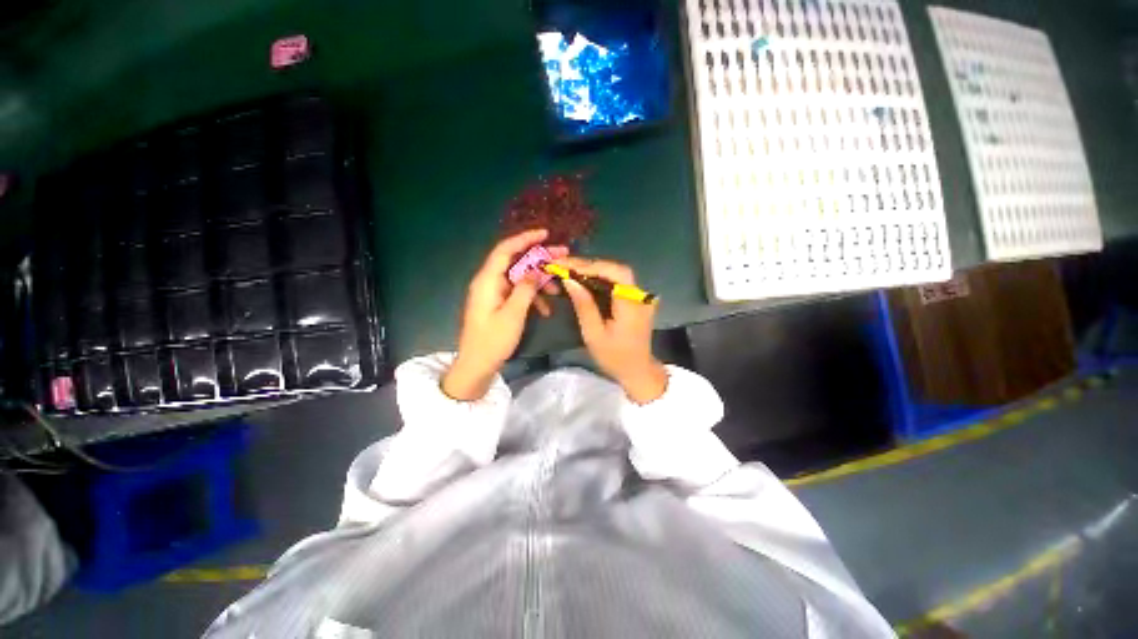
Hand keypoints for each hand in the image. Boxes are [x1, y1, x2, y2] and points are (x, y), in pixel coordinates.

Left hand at [442, 229, 565, 400]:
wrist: (477, 365)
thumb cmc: (493, 341)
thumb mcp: (513, 314)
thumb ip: (526, 288)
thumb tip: (537, 269)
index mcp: (488, 281)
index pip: (505, 250)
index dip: (524, 239)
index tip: (545, 234)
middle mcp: (489, 282)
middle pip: (515, 262)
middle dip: (539, 260)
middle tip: (562, 257)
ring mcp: (494, 293)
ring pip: (519, 278)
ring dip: (538, 282)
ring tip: (557, 291)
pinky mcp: (498, 303)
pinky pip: (517, 292)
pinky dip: (531, 296)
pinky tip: (545, 309)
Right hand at [559, 257, 667, 403]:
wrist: (637, 371)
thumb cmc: (614, 357)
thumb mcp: (594, 334)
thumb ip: (583, 305)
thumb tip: (569, 280)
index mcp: (631, 305)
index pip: (616, 273)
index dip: (591, 266)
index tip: (567, 265)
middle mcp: (639, 296)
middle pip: (616, 270)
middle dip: (589, 265)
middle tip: (564, 265)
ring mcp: (640, 297)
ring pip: (617, 274)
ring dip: (593, 270)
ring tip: (570, 269)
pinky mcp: (636, 300)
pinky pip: (618, 283)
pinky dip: (600, 278)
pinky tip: (584, 279)